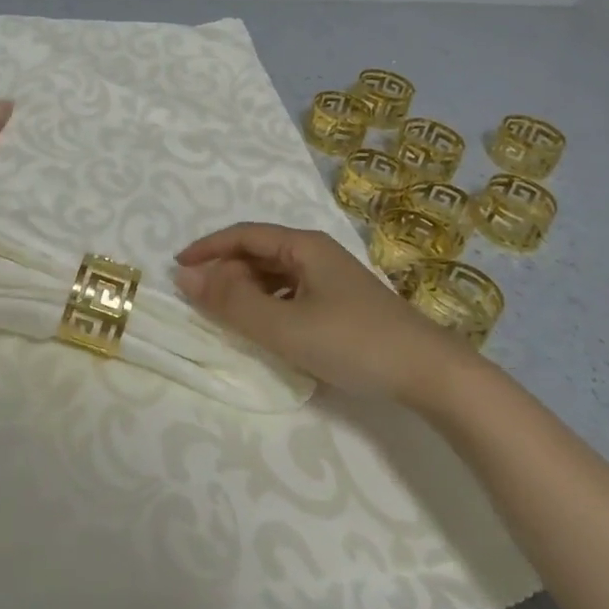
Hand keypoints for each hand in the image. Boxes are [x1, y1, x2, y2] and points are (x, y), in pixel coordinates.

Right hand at [173, 223, 477, 403]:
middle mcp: (317, 254)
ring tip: (225, 315)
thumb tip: (186, 277)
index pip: (244, 235)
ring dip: (246, 289)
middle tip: (199, 299)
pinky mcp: (342, 304)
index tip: (177, 269)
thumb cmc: (352, 342)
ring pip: (275, 274)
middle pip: (259, 252)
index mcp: (304, 246)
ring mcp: (332, 279)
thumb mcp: (284, 325)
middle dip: (225, 271)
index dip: (207, 248)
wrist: (430, 373)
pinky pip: (291, 293)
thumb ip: (233, 302)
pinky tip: (265, 328)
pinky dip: (268, 304)